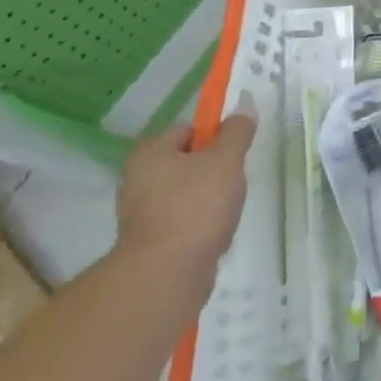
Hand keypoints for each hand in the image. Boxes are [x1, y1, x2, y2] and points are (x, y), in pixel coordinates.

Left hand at [115, 97, 256, 284]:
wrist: (167, 273)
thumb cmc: (196, 206)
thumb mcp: (226, 160)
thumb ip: (237, 132)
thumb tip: (244, 107)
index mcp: (150, 153)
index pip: (187, 130)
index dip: (214, 137)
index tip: (234, 154)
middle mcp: (136, 179)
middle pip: (185, 162)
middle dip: (212, 171)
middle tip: (233, 183)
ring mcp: (139, 214)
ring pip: (184, 194)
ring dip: (207, 200)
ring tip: (225, 213)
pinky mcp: (147, 242)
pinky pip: (179, 222)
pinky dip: (197, 226)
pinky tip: (213, 235)